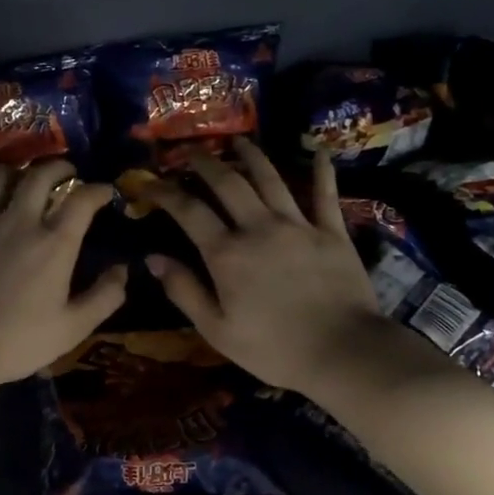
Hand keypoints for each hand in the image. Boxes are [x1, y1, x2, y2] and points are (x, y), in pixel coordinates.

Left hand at [0, 160, 125, 392]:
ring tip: (22, 178)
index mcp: (53, 244)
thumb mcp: (72, 329)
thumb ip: (105, 297)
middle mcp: (19, 222)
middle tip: (67, 173)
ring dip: (15, 170)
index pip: (82, 200)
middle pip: (40, 175)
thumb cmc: (16, 342)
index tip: (105, 192)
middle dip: (59, 167)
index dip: (98, 190)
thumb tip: (124, 270)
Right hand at [141, 143, 392, 396]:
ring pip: (270, 179)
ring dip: (252, 156)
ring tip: (239, 141)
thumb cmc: (274, 349)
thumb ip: (184, 291)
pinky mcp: (332, 232)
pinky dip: (322, 171)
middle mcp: (259, 227)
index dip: (165, 192)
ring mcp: (298, 225)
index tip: (150, 182)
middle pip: (228, 183)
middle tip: (192, 153)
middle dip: (206, 163)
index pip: (188, 211)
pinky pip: (325, 194)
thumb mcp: (217, 330)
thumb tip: (153, 258)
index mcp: (227, 253)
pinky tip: (318, 152)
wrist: (344, 352)